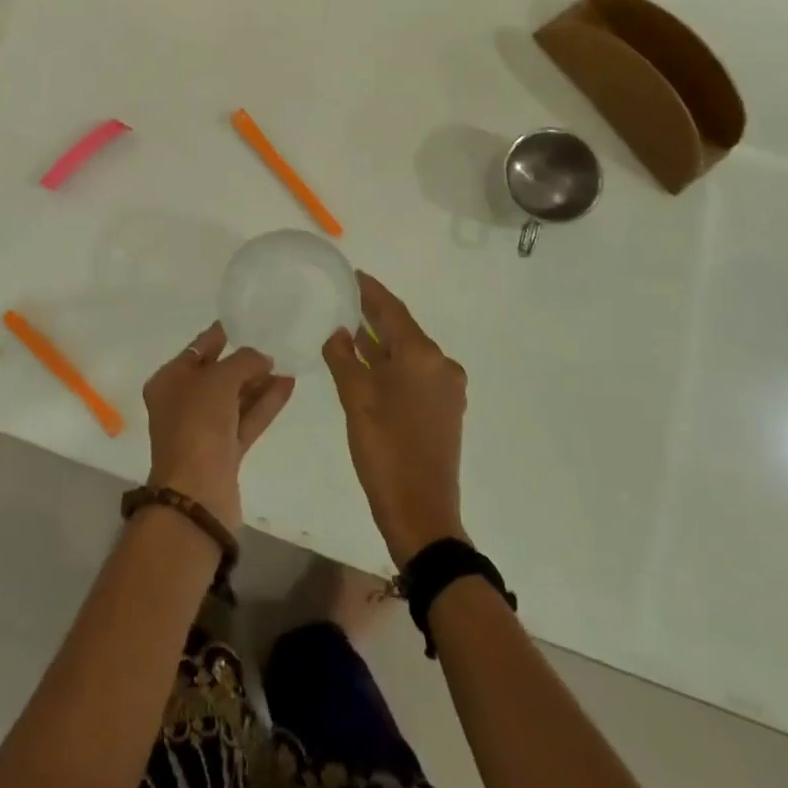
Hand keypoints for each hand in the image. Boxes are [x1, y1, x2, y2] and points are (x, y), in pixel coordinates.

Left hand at [142, 323, 296, 533]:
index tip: (243, 322)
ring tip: (286, 363)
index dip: (219, 336)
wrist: (197, 494)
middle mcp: (182, 403)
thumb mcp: (219, 379)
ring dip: (258, 382)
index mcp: (168, 381)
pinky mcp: (224, 452)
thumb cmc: (198, 425)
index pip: (196, 350)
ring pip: (234, 398)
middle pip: (217, 374)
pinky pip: (246, 419)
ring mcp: (203, 430)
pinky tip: (287, 386)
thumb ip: (244, 361)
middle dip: (244, 361)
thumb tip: (263, 359)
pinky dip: (265, 404)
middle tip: (272, 344)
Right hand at [323, 272, 468, 566]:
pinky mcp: (446, 408)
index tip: (353, 274)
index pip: (393, 310)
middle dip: (375, 315)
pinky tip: (370, 364)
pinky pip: (416, 372)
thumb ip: (344, 357)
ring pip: (409, 352)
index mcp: (422, 355)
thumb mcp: (355, 398)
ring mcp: (447, 388)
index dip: (371, 291)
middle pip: (404, 329)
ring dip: (383, 341)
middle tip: (346, 299)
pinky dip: (393, 363)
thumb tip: (339, 331)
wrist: (422, 512)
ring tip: (352, 329)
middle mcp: (441, 364)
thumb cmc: (385, 449)